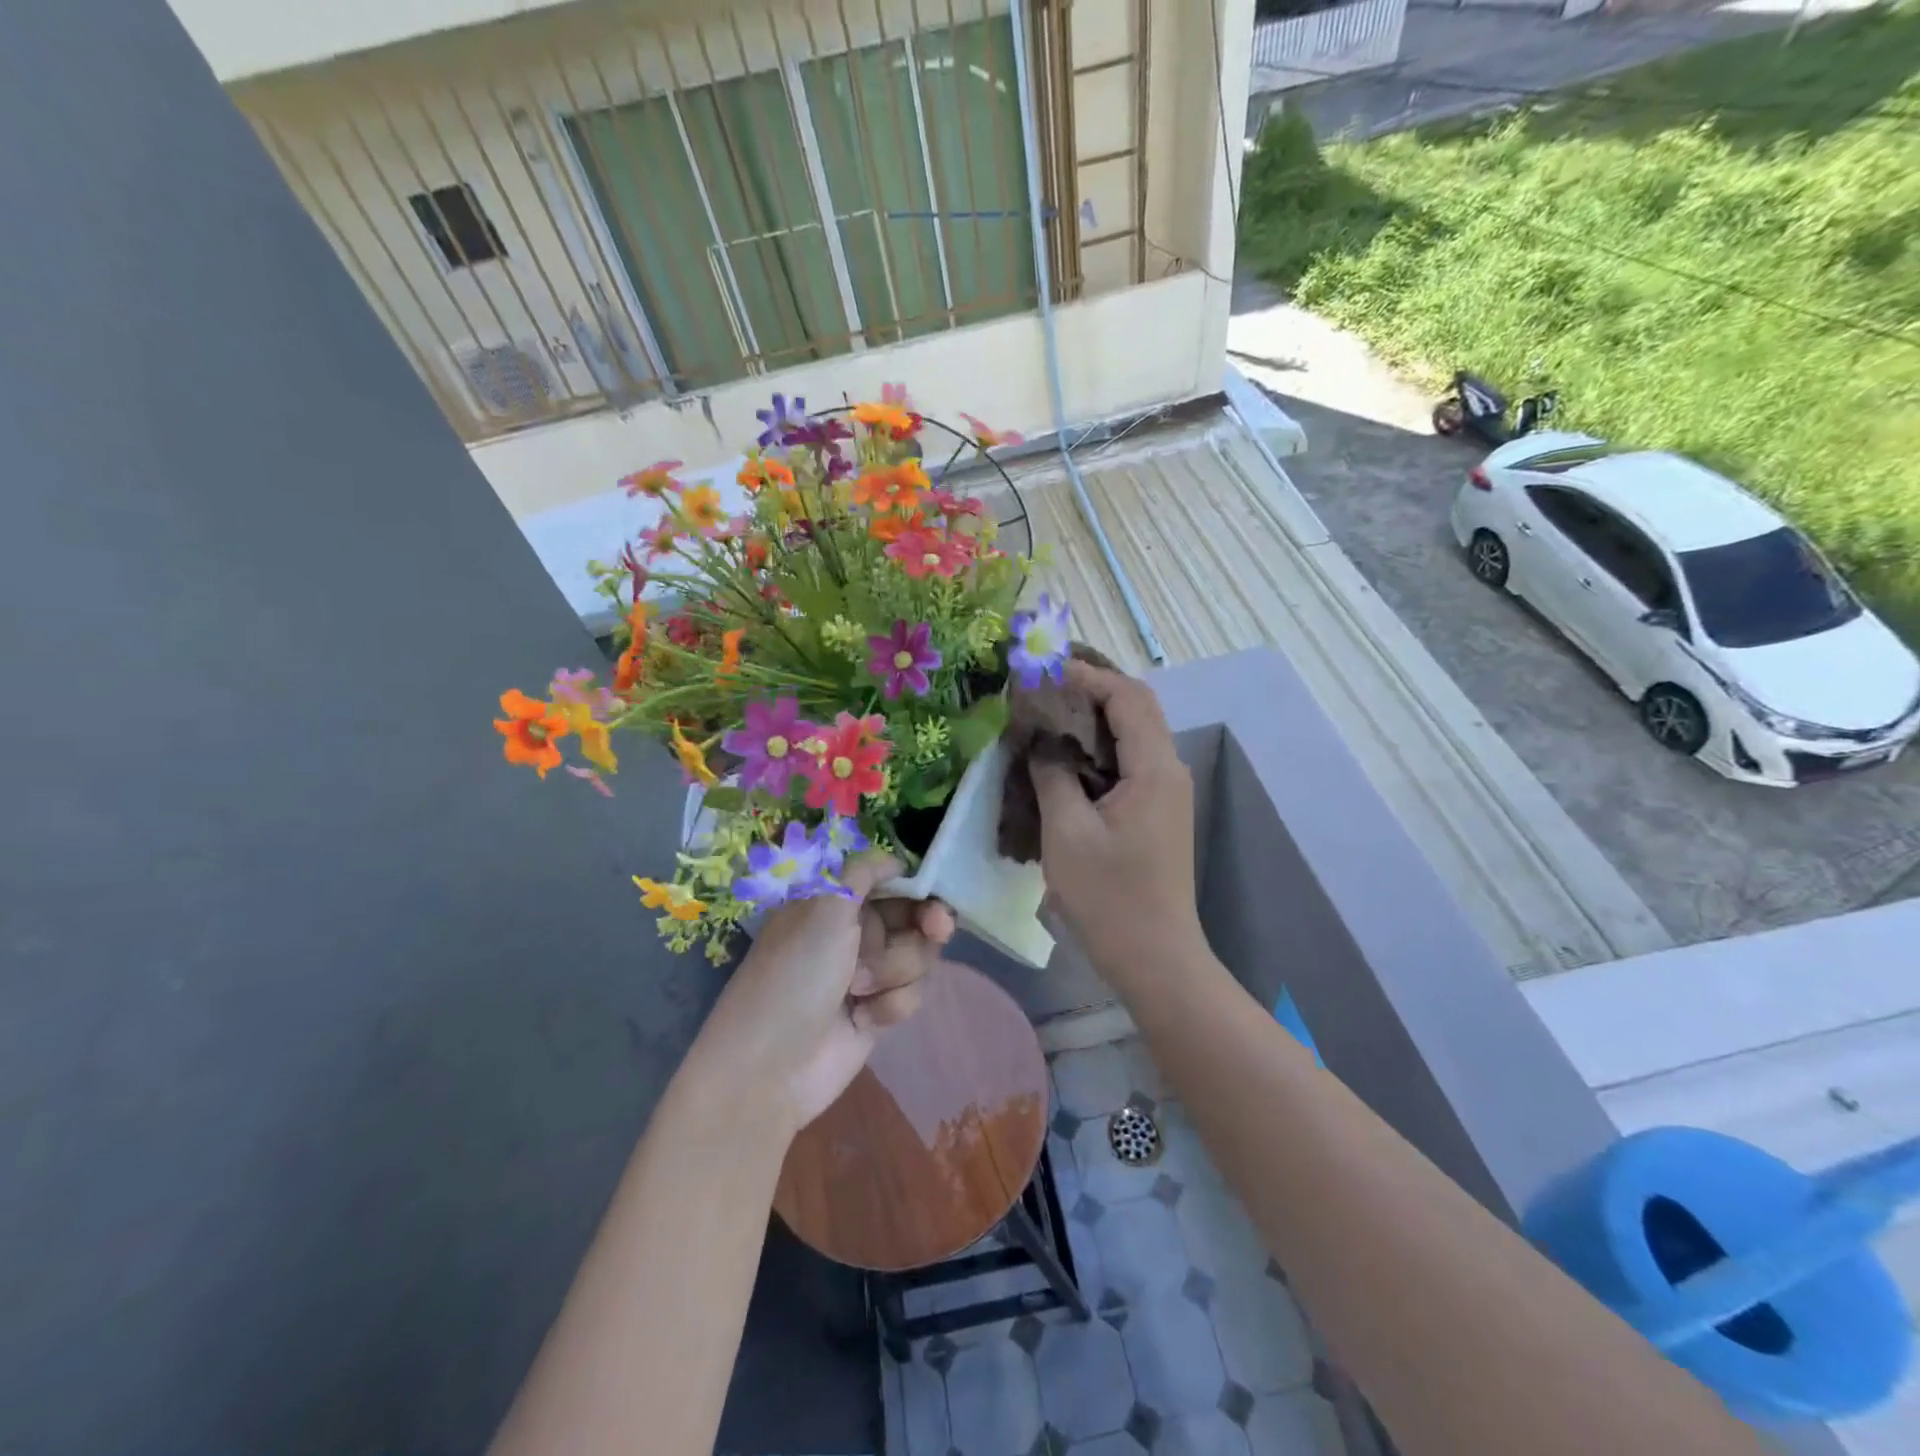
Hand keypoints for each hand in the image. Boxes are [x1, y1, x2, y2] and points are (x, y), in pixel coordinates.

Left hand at [694, 852, 955, 1135]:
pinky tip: (864, 1018)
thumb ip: (863, 872)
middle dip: (926, 924)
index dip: (917, 883)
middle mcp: (853, 931)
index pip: (889, 878)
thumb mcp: (824, 909)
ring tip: (860, 989)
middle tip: (937, 930)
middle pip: (914, 915)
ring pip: (917, 955)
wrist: (771, 1068)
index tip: (934, 892)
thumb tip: (895, 857)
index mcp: (835, 900)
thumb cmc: (795, 976)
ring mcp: (867, 972)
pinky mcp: (879, 1010)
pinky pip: (912, 993)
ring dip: (897, 970)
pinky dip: (893, 1004)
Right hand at [1032, 661, 1202, 985]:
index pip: (1127, 697)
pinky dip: (1098, 748)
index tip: (1043, 670)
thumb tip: (1041, 740)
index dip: (1087, 675)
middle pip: (1136, 708)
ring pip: (1133, 734)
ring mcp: (1166, 792)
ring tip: (1047, 712)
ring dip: (1094, 718)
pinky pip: (1129, 762)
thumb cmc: (1109, 897)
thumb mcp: (1067, 832)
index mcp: (1154, 769)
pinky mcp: (1157, 811)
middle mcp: (1169, 770)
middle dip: (1091, 689)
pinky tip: (1065, 756)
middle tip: (1043, 685)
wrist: (1155, 957)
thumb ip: (1052, 774)